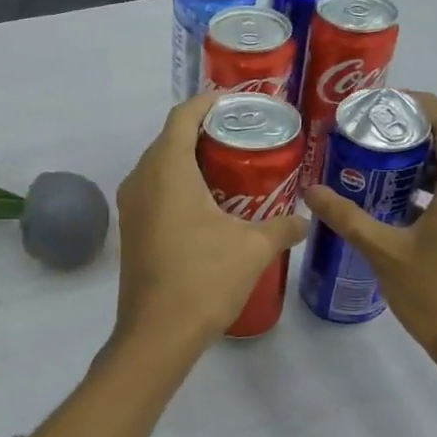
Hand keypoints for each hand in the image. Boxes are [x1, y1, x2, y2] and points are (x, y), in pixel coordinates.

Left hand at [113, 95, 309, 344]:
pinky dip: (179, 187)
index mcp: (167, 169)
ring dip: (192, 162)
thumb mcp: (252, 249)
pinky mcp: (132, 230)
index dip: (210, 103)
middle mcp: (141, 179)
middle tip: (245, 138)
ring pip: (160, 167)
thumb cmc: (203, 279)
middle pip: (170, 139)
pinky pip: (155, 191)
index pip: (184, 116)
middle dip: (205, 133)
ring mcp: (131, 206)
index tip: (239, 104)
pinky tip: (210, 206)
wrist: (157, 333)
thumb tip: (304, 221)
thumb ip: (282, 228)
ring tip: (232, 170)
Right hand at [303, 91, 436, 372]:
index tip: (385, 102)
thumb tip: (310, 191)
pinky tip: (399, 209)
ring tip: (377, 170)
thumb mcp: (384, 253)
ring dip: (422, 167)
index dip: (422, 105)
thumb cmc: (436, 295)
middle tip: (369, 137)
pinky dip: (433, 192)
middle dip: (413, 137)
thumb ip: (348, 218)